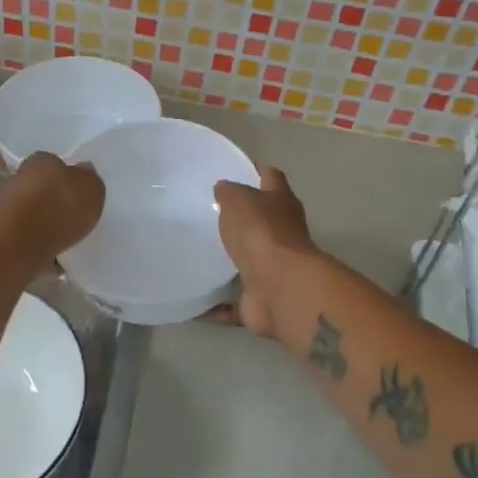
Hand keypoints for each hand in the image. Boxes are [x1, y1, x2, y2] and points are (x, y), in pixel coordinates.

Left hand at [0, 151, 104, 266]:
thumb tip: (84, 170)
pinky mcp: (4, 234)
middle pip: (45, 187)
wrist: (18, 246)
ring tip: (69, 239)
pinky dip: (41, 244)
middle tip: (77, 217)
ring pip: (36, 212)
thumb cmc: (59, 209)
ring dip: (49, 223)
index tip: (82, 194)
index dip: (71, 177)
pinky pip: (29, 237)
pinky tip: (55, 256)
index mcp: (41, 160)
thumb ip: (91, 179)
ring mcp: (9, 207)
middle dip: (58, 201)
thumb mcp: (91, 189)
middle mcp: (20, 178)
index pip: (57, 163)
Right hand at [212, 166, 316, 337]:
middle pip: (263, 222)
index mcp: (281, 204)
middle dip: (242, 220)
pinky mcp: (263, 300)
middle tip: (207, 216)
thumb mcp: (238, 199)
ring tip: (198, 258)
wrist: (281, 288)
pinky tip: (195, 305)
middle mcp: (283, 235)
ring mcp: (275, 270)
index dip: (255, 171)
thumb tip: (224, 188)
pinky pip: (235, 304)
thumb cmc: (261, 233)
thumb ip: (229, 192)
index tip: (234, 169)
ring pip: (251, 263)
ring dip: (232, 264)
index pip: (271, 178)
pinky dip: (218, 308)